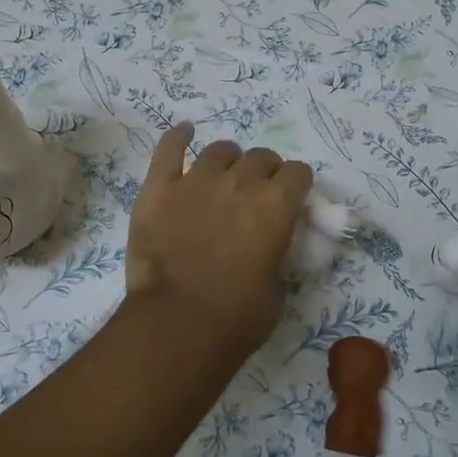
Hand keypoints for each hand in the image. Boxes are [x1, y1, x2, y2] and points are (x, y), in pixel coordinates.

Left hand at [124, 123, 312, 357]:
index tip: (289, 200)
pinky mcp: (159, 188)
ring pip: (220, 150)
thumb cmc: (237, 316)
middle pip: (261, 156)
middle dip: (264, 172)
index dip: (295, 185)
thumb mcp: (278, 287)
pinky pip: (169, 149)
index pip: (298, 172)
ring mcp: (197, 180)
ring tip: (222, 177)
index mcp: (278, 205)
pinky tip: (184, 132)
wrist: (178, 324)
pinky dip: (178, 137)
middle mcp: (241, 182)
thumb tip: (270, 245)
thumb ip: (278, 253)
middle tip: (254, 195)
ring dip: (228, 161)